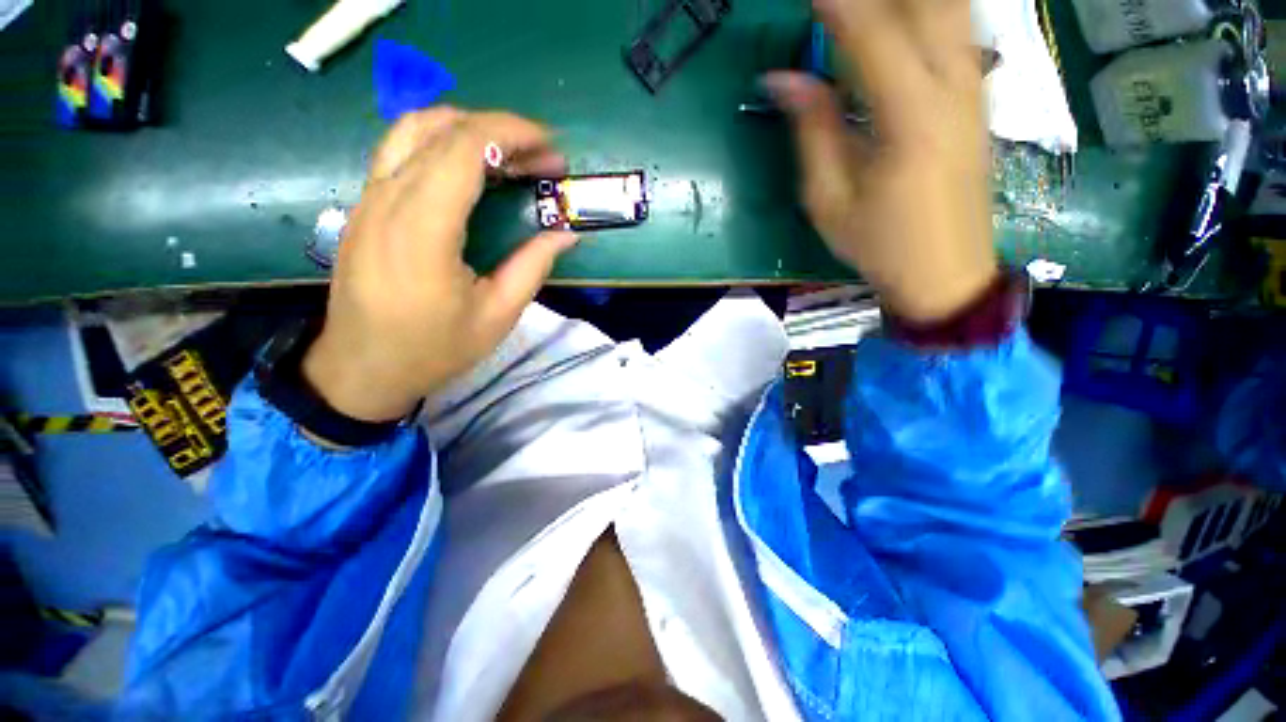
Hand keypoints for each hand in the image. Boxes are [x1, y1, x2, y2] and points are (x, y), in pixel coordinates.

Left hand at [302, 108, 575, 422]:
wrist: (362, 369)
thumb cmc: (434, 349)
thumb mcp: (498, 315)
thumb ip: (533, 266)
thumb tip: (566, 233)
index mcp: (423, 230)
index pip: (464, 147)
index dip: (511, 134)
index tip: (550, 147)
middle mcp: (387, 200)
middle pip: (440, 128)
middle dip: (499, 131)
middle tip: (539, 159)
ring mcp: (368, 199)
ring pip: (413, 130)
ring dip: (467, 130)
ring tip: (508, 158)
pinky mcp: (364, 207)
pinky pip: (401, 153)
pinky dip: (442, 146)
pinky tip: (471, 173)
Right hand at [765, 0, 997, 322]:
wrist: (946, 272)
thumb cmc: (879, 245)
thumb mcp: (830, 200)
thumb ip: (813, 131)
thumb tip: (786, 79)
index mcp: (910, 119)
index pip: (873, 34)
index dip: (838, 4)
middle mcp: (953, 88)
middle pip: (929, 4)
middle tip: (836, 5)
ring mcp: (973, 89)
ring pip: (952, 8)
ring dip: (910, 2)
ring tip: (867, 13)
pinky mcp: (978, 98)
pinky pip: (960, 30)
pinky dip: (931, 13)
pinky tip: (904, 22)